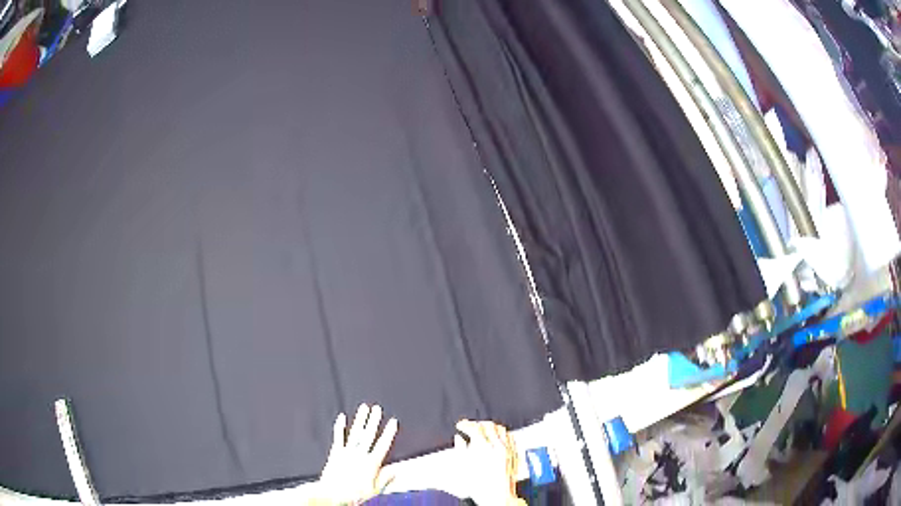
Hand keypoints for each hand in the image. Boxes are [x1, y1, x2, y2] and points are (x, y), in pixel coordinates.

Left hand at [315, 404, 397, 504]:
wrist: (333, 494)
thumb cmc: (354, 494)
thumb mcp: (375, 490)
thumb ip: (385, 478)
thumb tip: (396, 471)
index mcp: (371, 464)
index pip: (382, 445)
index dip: (388, 433)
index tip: (393, 422)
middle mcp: (359, 455)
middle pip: (368, 435)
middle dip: (374, 421)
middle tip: (377, 409)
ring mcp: (347, 452)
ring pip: (355, 433)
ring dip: (360, 420)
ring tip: (364, 408)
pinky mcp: (335, 453)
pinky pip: (338, 437)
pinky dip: (340, 427)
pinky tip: (342, 417)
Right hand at [454, 420, 524, 505]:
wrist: (497, 497)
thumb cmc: (480, 487)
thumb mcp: (463, 468)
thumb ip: (460, 450)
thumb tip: (459, 439)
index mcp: (483, 448)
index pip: (474, 427)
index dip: (465, 424)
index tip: (461, 426)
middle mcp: (497, 446)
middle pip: (488, 425)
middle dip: (477, 424)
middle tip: (471, 428)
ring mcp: (507, 449)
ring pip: (501, 429)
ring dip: (491, 427)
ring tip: (483, 431)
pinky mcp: (514, 454)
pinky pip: (510, 437)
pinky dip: (502, 434)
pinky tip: (497, 438)